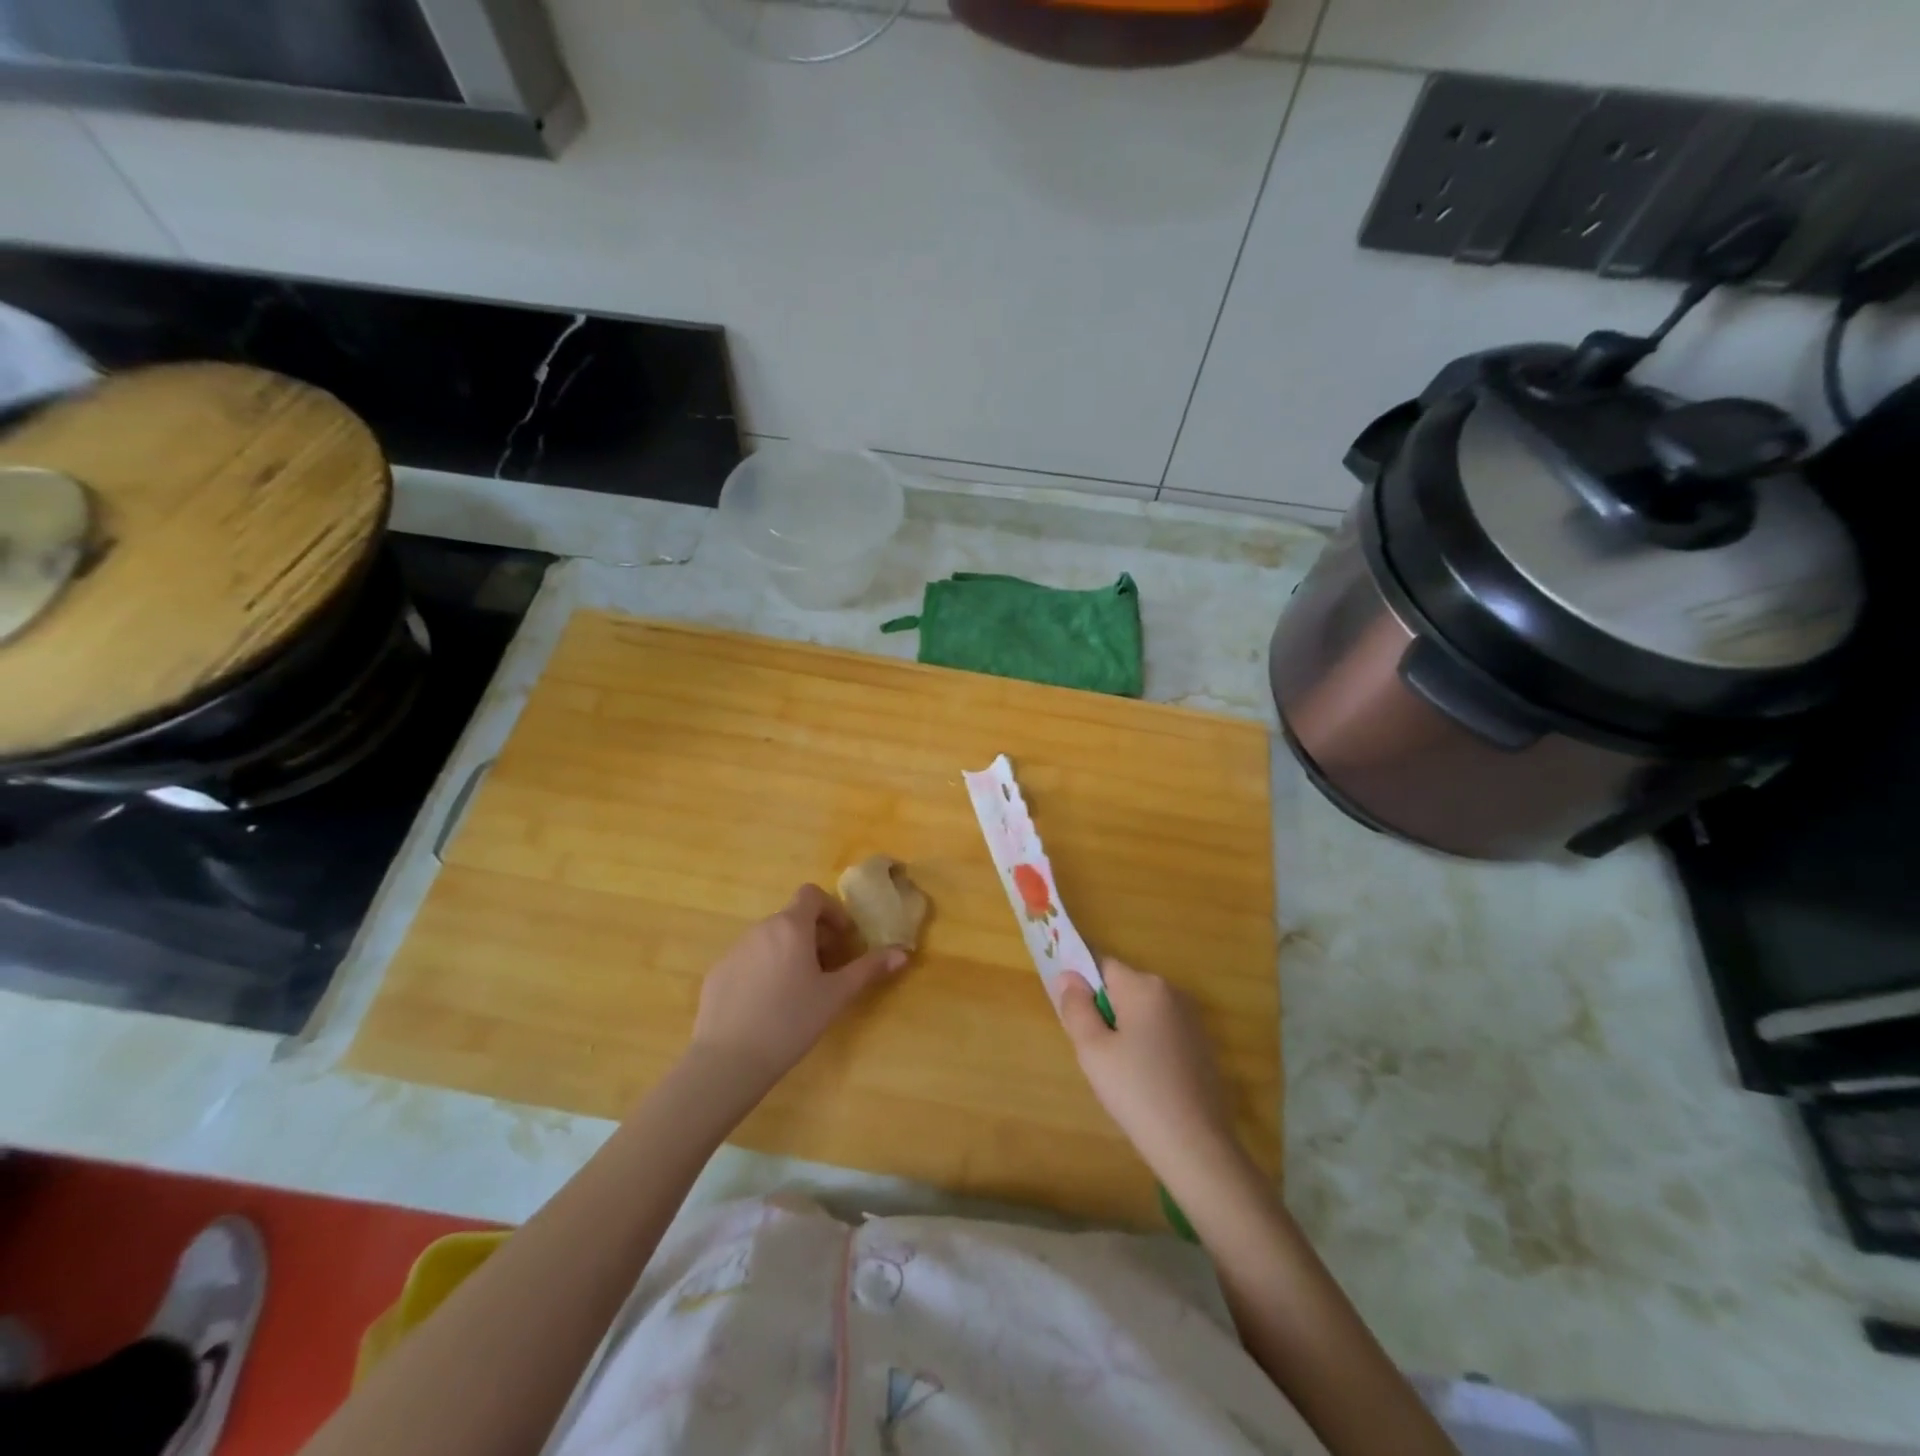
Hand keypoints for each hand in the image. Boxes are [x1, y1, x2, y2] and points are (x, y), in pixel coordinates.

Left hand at [688, 884, 907, 1095]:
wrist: (728, 1060)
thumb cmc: (790, 1021)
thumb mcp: (835, 996)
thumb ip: (868, 969)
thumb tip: (902, 953)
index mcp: (791, 927)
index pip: (811, 895)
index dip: (831, 910)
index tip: (843, 939)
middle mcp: (761, 929)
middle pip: (792, 918)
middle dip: (815, 936)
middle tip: (829, 970)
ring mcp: (734, 950)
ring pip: (770, 940)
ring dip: (790, 952)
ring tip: (799, 990)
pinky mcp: (717, 973)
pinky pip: (748, 960)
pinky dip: (764, 969)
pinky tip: (768, 1006)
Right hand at [1054, 958, 1239, 1181]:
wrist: (1196, 1146)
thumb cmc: (1136, 1091)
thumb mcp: (1092, 1050)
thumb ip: (1076, 1007)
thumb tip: (1068, 976)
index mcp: (1144, 986)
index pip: (1102, 965)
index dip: (1081, 985)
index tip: (1072, 1015)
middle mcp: (1172, 992)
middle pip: (1123, 987)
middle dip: (1104, 1010)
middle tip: (1093, 1051)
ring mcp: (1192, 1019)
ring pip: (1143, 1011)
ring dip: (1125, 1028)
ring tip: (1119, 1071)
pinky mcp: (1203, 1045)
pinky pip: (1162, 1030)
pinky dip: (1148, 1045)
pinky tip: (1145, 1081)